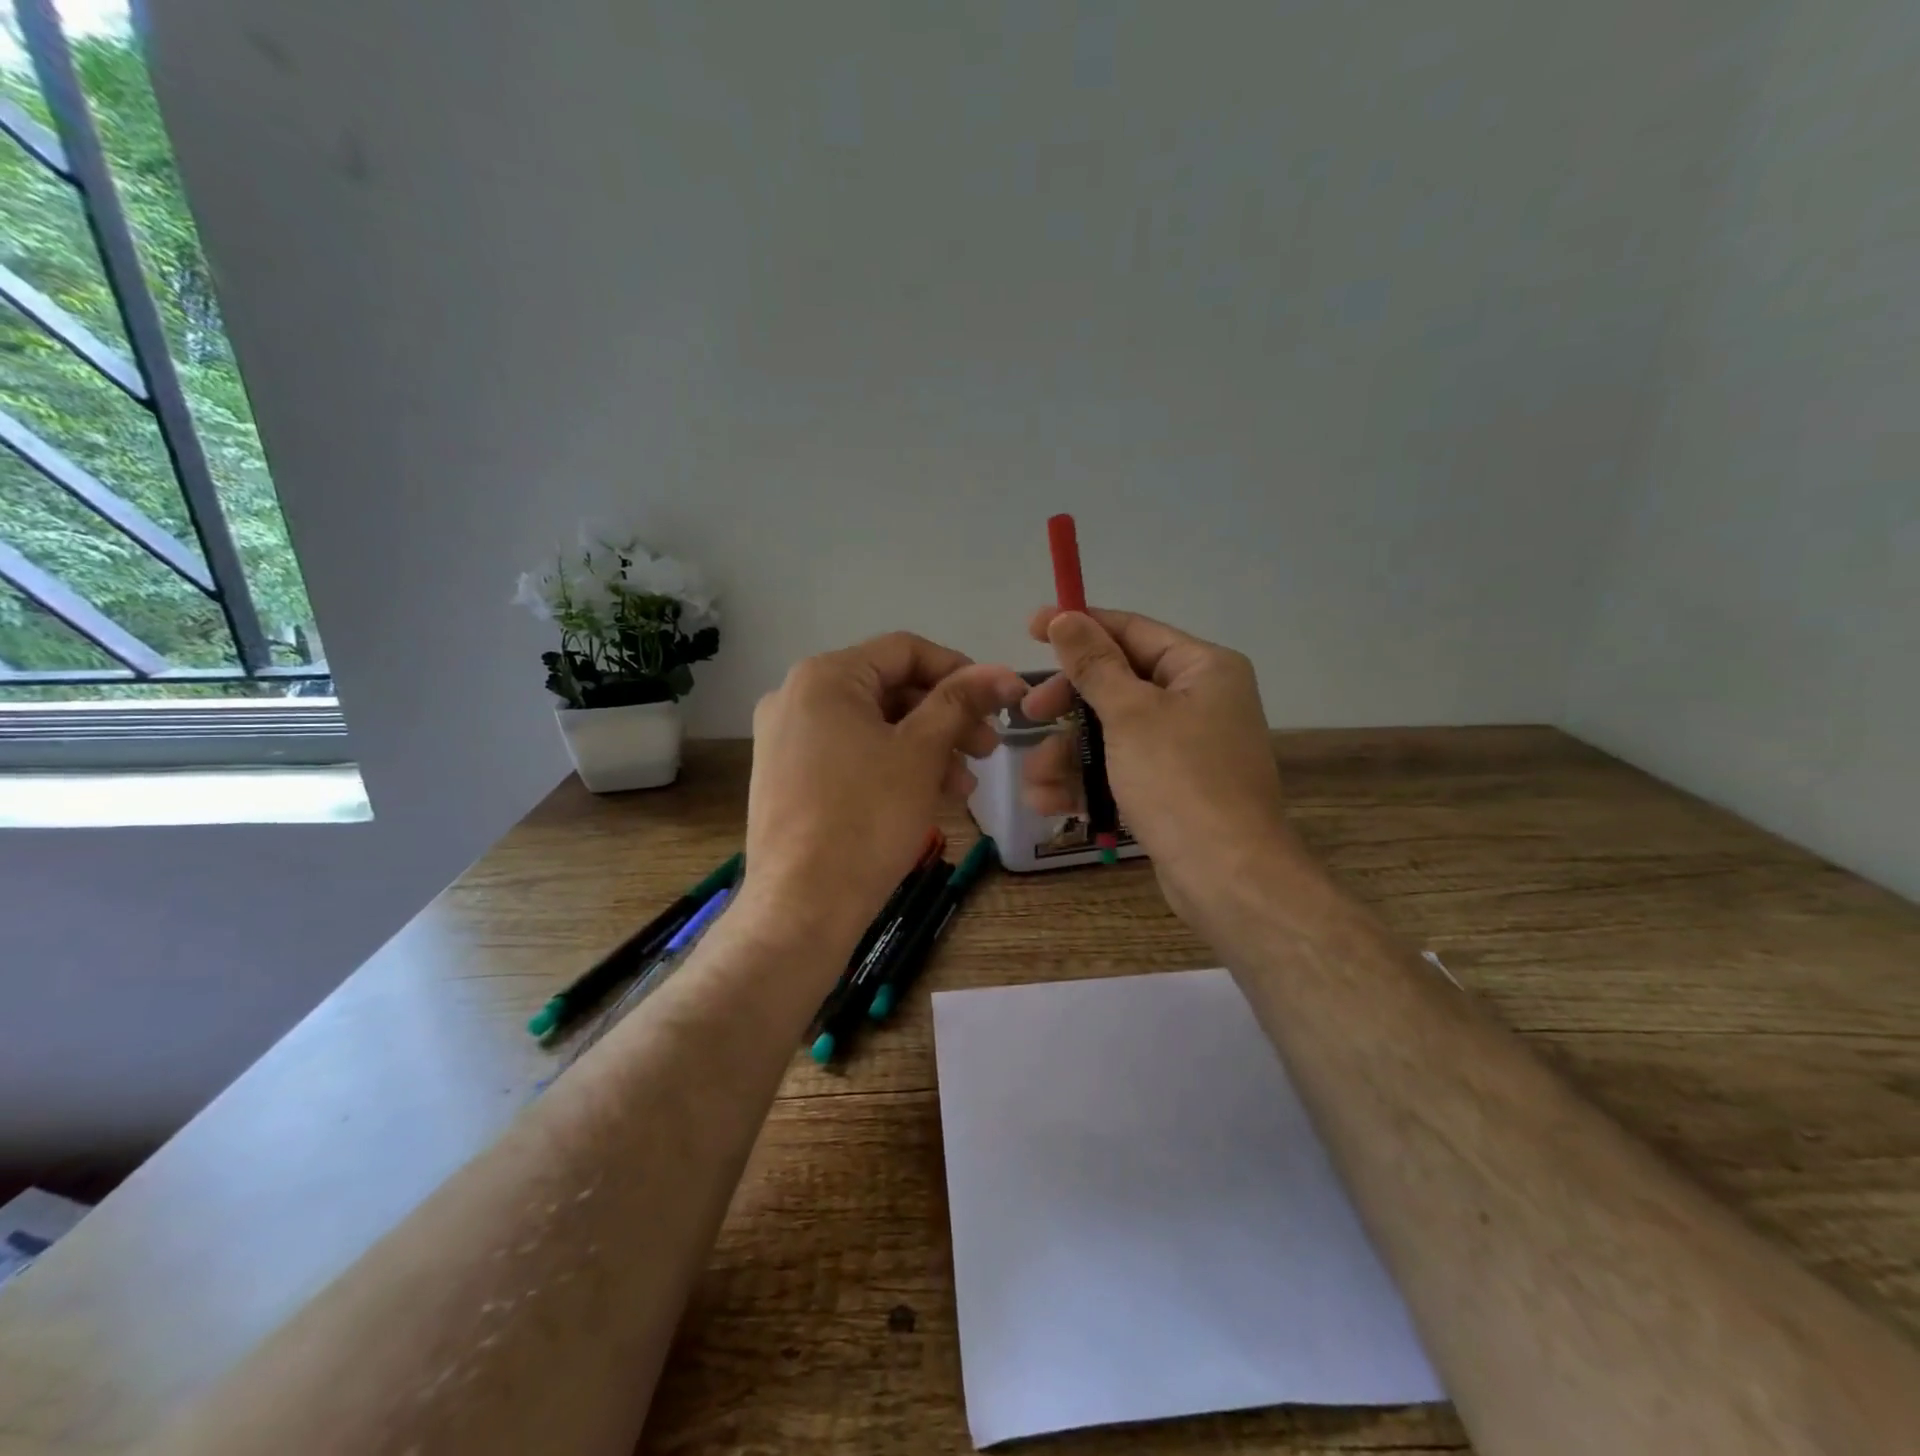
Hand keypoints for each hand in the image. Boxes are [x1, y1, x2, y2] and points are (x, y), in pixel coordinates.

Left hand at [745, 632, 1025, 958]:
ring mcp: (786, 739)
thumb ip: (962, 702)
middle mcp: (796, 696)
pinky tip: (926, 796)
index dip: (959, 670)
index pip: (905, 650)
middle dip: (945, 717)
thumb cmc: (867, 818)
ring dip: (925, 747)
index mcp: (824, 677)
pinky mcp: (787, 777)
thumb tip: (1004, 674)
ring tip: (962, 786)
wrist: (802, 907)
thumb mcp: (922, 753)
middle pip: (889, 689)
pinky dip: (891, 766)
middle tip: (987, 749)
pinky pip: (850, 753)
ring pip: (872, 726)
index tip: (998, 703)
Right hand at [1020, 607, 1296, 925]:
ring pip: (1111, 733)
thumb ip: (1093, 664)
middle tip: (1028, 715)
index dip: (1079, 627)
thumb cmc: (1180, 781)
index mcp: (1202, 668)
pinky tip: (1049, 802)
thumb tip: (1064, 616)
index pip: (1132, 630)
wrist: (1227, 877)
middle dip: (1067, 704)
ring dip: (1067, 754)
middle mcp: (1198, 700)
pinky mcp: (1171, 788)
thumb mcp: (1130, 714)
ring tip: (1035, 781)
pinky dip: (1086, 782)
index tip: (1030, 629)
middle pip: (1116, 683)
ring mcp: (1185, 747)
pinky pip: (1120, 770)